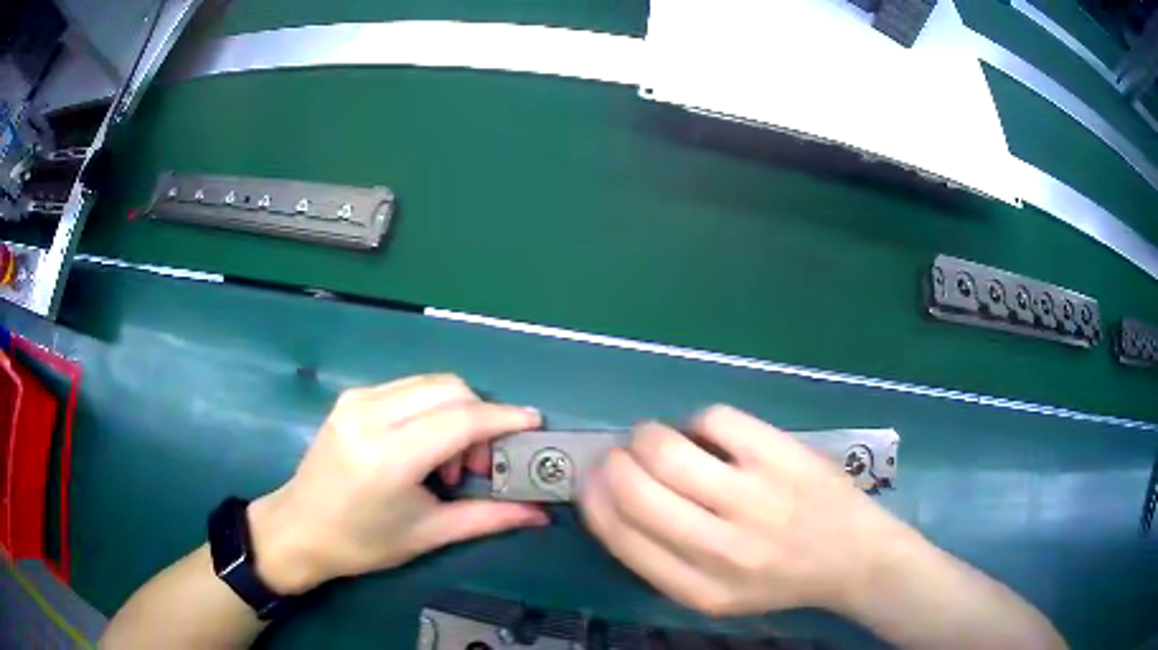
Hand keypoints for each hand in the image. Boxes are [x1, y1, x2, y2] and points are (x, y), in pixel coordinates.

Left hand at [248, 374, 547, 594]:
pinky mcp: (351, 396)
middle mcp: (370, 415)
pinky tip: (424, 445)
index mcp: (388, 457)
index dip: (503, 418)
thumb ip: (489, 518)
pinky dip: (431, 408)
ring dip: (456, 411)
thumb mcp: (428, 534)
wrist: (299, 528)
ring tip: (449, 460)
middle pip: (449, 389)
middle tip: (479, 463)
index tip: (533, 423)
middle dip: (481, 417)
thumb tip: (541, 513)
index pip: (460, 419)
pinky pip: (408, 388)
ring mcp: (356, 399)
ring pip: (430, 383)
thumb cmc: (363, 542)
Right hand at [579, 405, 917, 616]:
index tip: (593, 479)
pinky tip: (712, 436)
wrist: (853, 557)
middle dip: (614, 461)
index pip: (618, 533)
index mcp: (697, 589)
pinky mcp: (783, 456)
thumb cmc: (776, 579)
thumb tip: (608, 492)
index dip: (593, 496)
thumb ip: (659, 558)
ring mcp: (757, 498)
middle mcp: (723, 548)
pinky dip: (698, 422)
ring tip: (659, 439)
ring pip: (667, 448)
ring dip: (648, 436)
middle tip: (624, 455)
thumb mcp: (712, 595)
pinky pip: (714, 419)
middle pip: (635, 488)